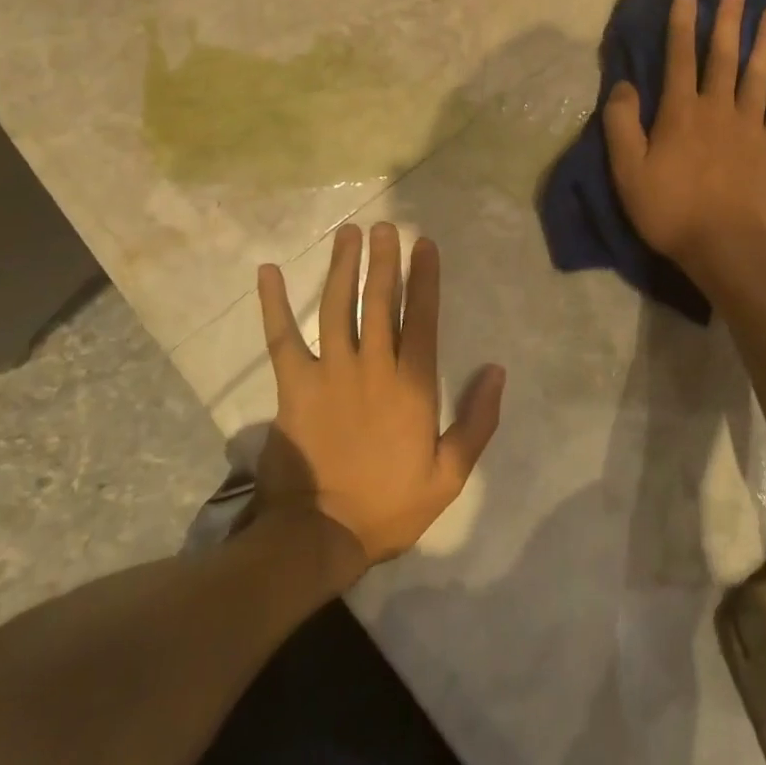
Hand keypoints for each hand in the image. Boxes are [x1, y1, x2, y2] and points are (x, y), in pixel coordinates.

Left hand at [255, 223, 505, 568]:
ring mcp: (329, 373)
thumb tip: (497, 371)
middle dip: (384, 260)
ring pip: (338, 307)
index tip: (424, 244)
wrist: (319, 538)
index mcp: (411, 384)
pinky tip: (269, 272)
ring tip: (349, 234)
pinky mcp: (294, 386)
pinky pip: (282, 337)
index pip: (421, 317)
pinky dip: (274, 304)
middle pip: (379, 300)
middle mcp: (372, 366)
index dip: (425, 278)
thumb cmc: (389, 506)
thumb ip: (477, 421)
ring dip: (343, 267)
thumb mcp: (449, 474)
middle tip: (384, 226)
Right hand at [602, 0, 765, 272]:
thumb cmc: (670, 210)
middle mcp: (718, 109)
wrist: (725, 246)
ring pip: (759, 74)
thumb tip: (624, 85)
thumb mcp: (628, 172)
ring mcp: (750, 126)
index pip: (679, 59)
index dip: (682, 25)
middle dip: (728, 21)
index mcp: (681, 113)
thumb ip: (622, 125)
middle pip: (724, 56)